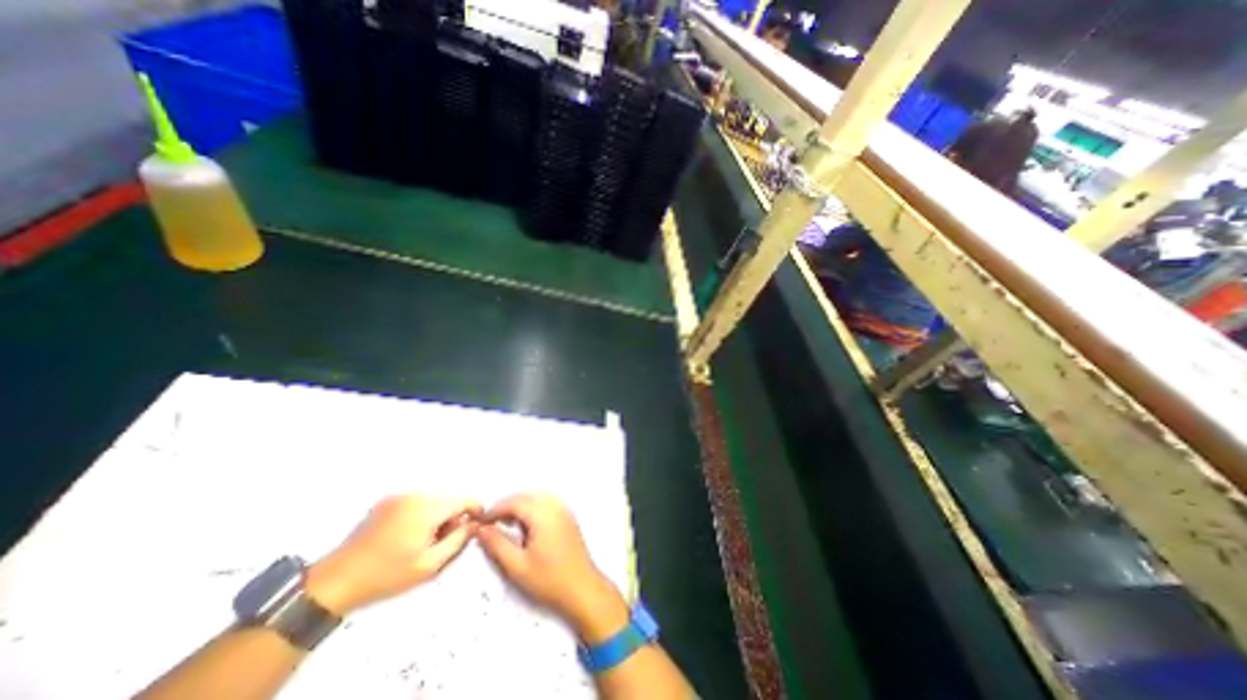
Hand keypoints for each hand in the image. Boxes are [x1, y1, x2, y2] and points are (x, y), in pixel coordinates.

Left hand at [308, 496, 482, 614]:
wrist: (334, 582)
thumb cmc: (386, 576)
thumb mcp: (429, 565)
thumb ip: (458, 541)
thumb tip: (474, 524)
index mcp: (427, 508)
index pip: (464, 499)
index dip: (476, 510)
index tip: (476, 525)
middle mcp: (415, 495)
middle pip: (449, 499)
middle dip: (452, 517)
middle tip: (441, 543)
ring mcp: (399, 496)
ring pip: (433, 500)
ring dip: (436, 516)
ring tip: (422, 542)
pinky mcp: (386, 501)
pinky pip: (416, 502)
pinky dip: (421, 515)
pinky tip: (407, 536)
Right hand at [478, 495, 634, 642]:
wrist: (582, 588)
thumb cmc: (549, 579)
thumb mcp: (517, 566)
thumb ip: (497, 544)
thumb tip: (481, 529)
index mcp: (543, 514)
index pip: (515, 502)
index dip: (496, 509)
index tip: (481, 522)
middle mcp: (555, 506)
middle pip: (526, 496)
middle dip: (507, 506)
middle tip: (491, 524)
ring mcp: (564, 509)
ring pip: (536, 498)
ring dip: (520, 506)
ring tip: (506, 525)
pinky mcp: (567, 516)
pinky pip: (546, 503)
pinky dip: (532, 508)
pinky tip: (525, 526)